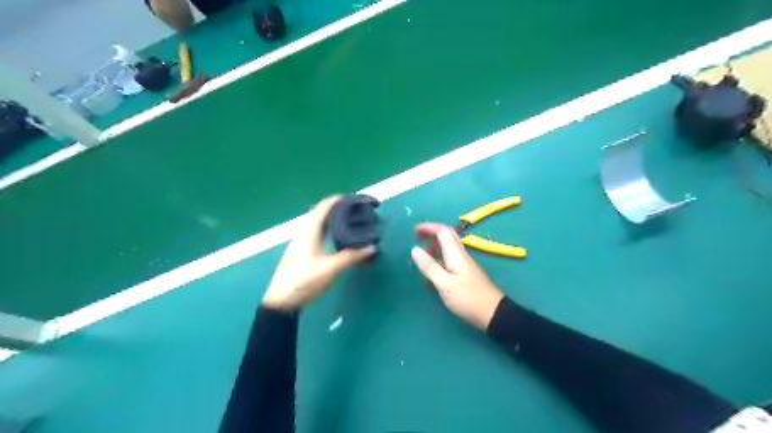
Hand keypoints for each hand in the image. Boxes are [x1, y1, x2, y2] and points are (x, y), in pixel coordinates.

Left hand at [263, 197, 376, 311]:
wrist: (281, 300)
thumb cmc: (305, 281)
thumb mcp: (331, 269)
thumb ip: (353, 257)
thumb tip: (373, 247)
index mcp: (309, 230)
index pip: (325, 206)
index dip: (340, 199)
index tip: (356, 199)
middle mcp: (303, 231)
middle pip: (321, 211)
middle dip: (338, 207)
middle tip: (356, 211)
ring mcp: (299, 240)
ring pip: (317, 221)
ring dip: (332, 217)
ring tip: (349, 221)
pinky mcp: (299, 249)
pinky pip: (315, 230)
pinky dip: (327, 227)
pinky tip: (335, 237)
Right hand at [409, 224, 506, 327]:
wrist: (493, 314)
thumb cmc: (468, 298)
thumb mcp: (444, 284)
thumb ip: (429, 266)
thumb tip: (414, 249)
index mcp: (455, 254)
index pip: (442, 231)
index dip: (428, 227)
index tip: (414, 232)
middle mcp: (460, 255)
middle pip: (446, 236)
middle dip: (431, 233)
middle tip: (416, 238)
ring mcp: (464, 264)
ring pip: (448, 248)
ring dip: (434, 247)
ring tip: (420, 257)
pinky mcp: (465, 274)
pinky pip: (449, 260)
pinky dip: (438, 260)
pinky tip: (431, 274)